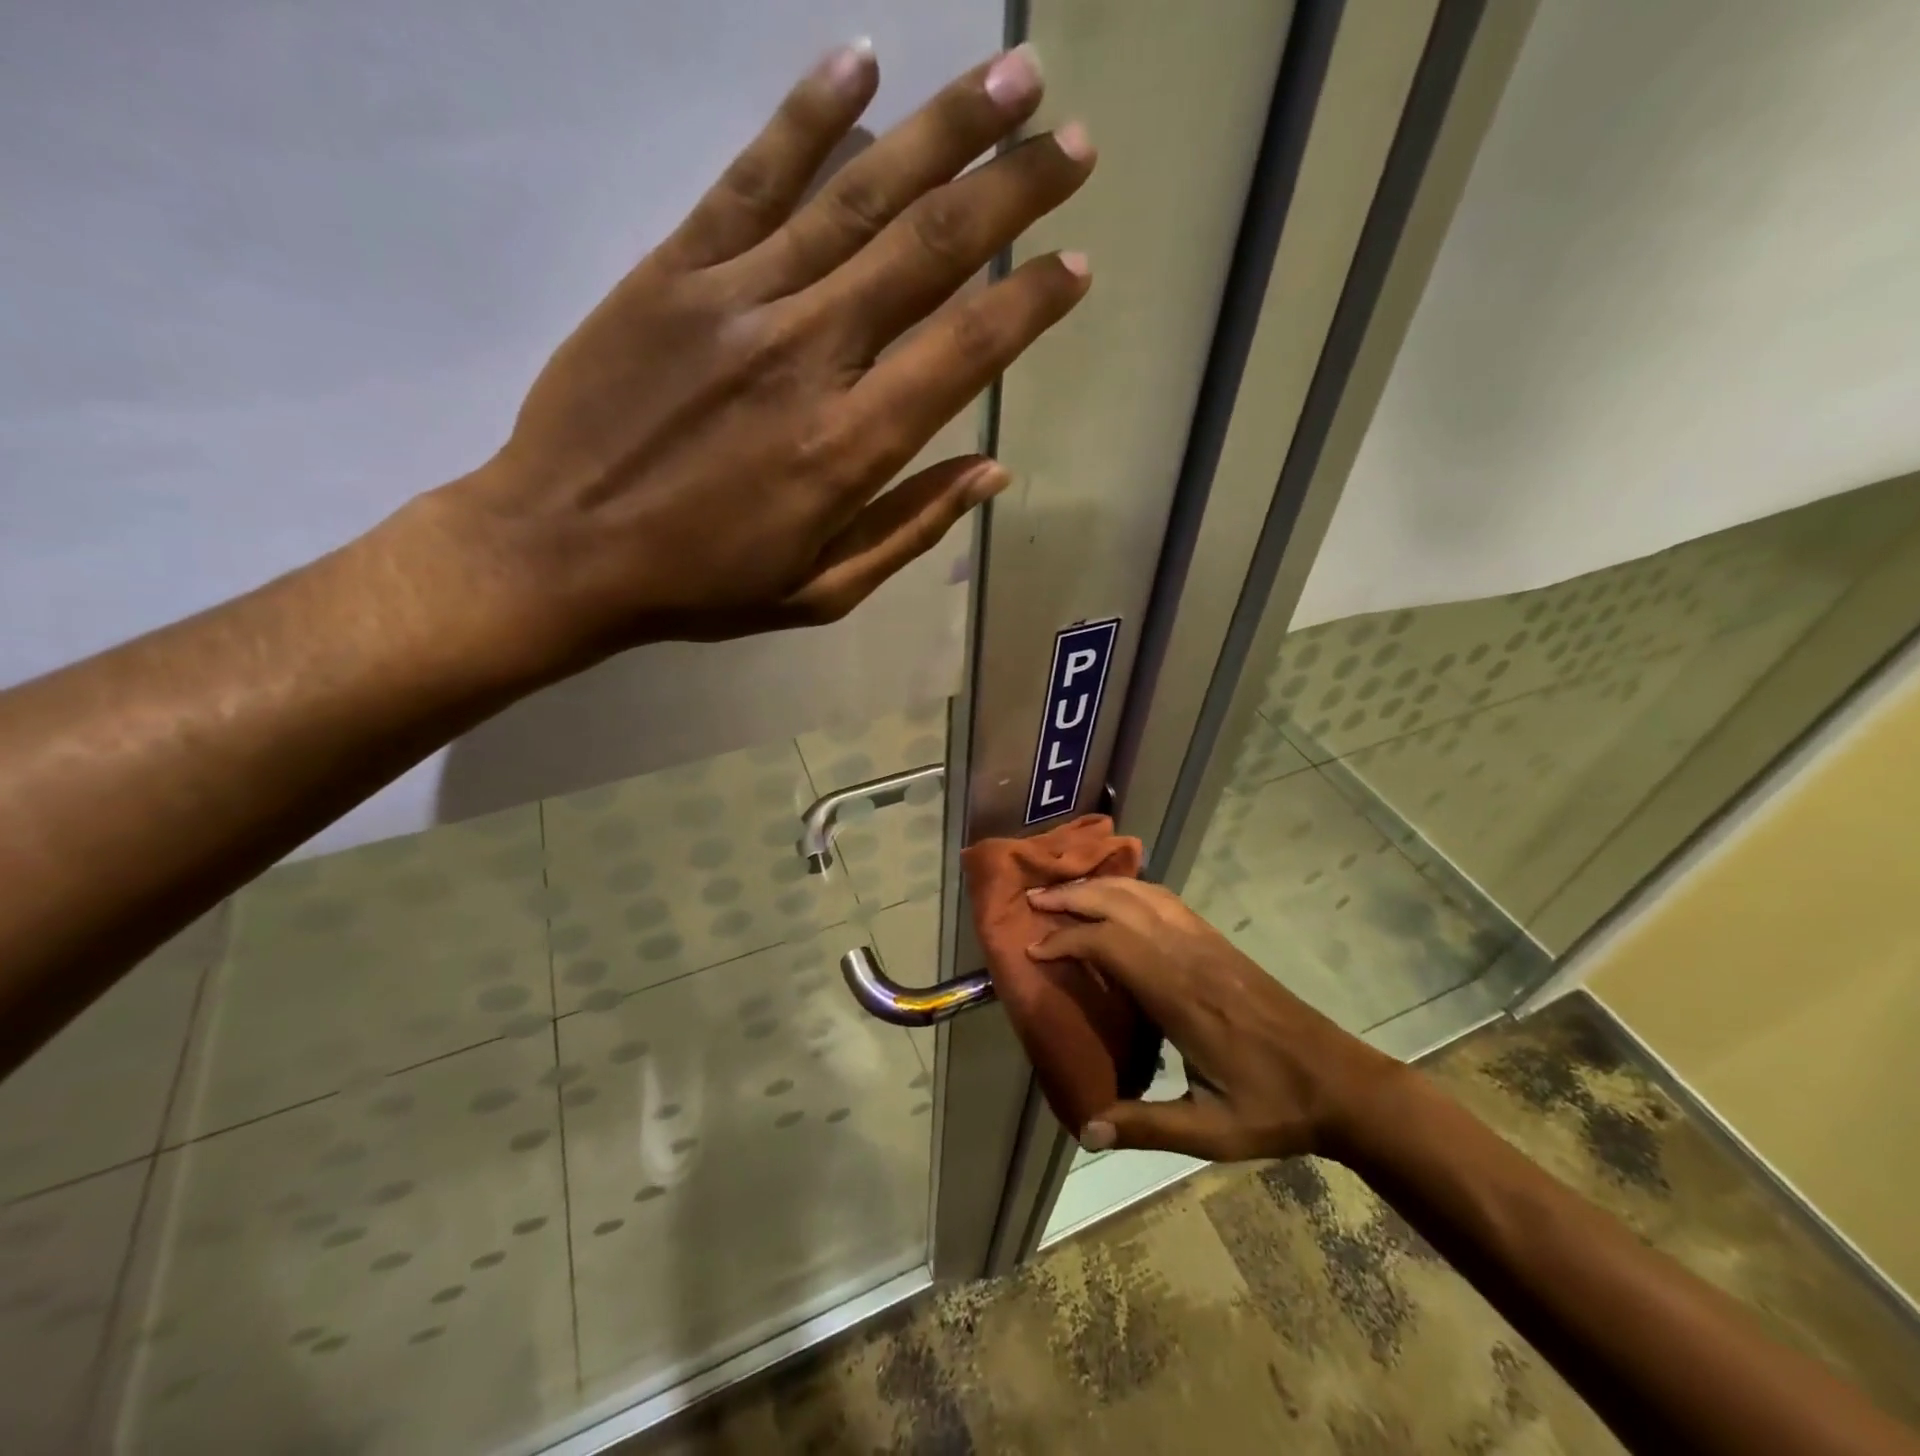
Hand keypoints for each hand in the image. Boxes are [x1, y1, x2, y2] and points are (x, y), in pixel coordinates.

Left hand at [413, 40, 1093, 669]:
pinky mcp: (674, 270)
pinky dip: (808, 117)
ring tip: (1014, 78)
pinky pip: (751, 178)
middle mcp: (809, 355)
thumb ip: (910, 528)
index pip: (965, 352)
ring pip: (857, 197)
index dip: (1030, 303)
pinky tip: (862, 63)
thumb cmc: (703, 584)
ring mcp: (738, 300)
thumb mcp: (822, 591)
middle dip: (1013, 190)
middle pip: (928, 251)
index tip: (1076, 262)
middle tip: (1076, 142)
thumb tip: (992, 472)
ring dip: (944, 131)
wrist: (562, 549)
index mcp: (849, 447)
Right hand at [1026, 879, 1401, 1160]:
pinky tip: (1118, 897)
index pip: (1111, 945)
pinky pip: (1167, 901)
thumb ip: (1146, 1128)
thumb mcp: (1211, 1132)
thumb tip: (1085, 1130)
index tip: (1033, 950)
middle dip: (1073, 898)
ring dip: (1100, 886)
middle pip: (1121, 906)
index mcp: (1180, 997)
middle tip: (1034, 901)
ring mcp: (1206, 943)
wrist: (1341, 1082)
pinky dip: (1132, 889)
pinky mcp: (1218, 943)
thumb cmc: (1273, 1107)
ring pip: (1144, 895)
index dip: (1067, 940)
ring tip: (1065, 891)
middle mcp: (1188, 956)